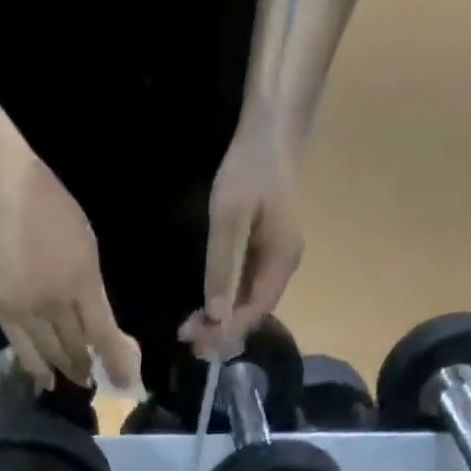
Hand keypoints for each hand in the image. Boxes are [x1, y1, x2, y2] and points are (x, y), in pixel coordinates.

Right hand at [0, 146, 140, 394]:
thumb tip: (101, 328)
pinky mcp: (3, 312)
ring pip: (52, 356)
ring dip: (68, 371)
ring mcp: (26, 311)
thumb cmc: (46, 205)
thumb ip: (93, 290)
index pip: (104, 335)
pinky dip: (38, 370)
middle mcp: (55, 303)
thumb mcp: (85, 243)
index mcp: (81, 280)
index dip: (117, 362)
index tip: (126, 382)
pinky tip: (47, 380)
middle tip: (101, 378)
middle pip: (77, 349)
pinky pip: (24, 352)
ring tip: (79, 378)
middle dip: (92, 367)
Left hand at [181, 110, 304, 357]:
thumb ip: (222, 267)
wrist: (271, 129)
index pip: (254, 313)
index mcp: (280, 262)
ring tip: (192, 330)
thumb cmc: (250, 167)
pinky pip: (246, 290)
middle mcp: (282, 269)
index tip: (196, 341)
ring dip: (222, 321)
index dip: (225, 332)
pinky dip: (226, 304)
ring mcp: (275, 262)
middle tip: (188, 340)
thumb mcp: (230, 217)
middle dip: (221, 331)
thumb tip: (216, 316)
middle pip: (252, 314)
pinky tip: (206, 309)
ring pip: (249, 305)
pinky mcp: (265, 254)